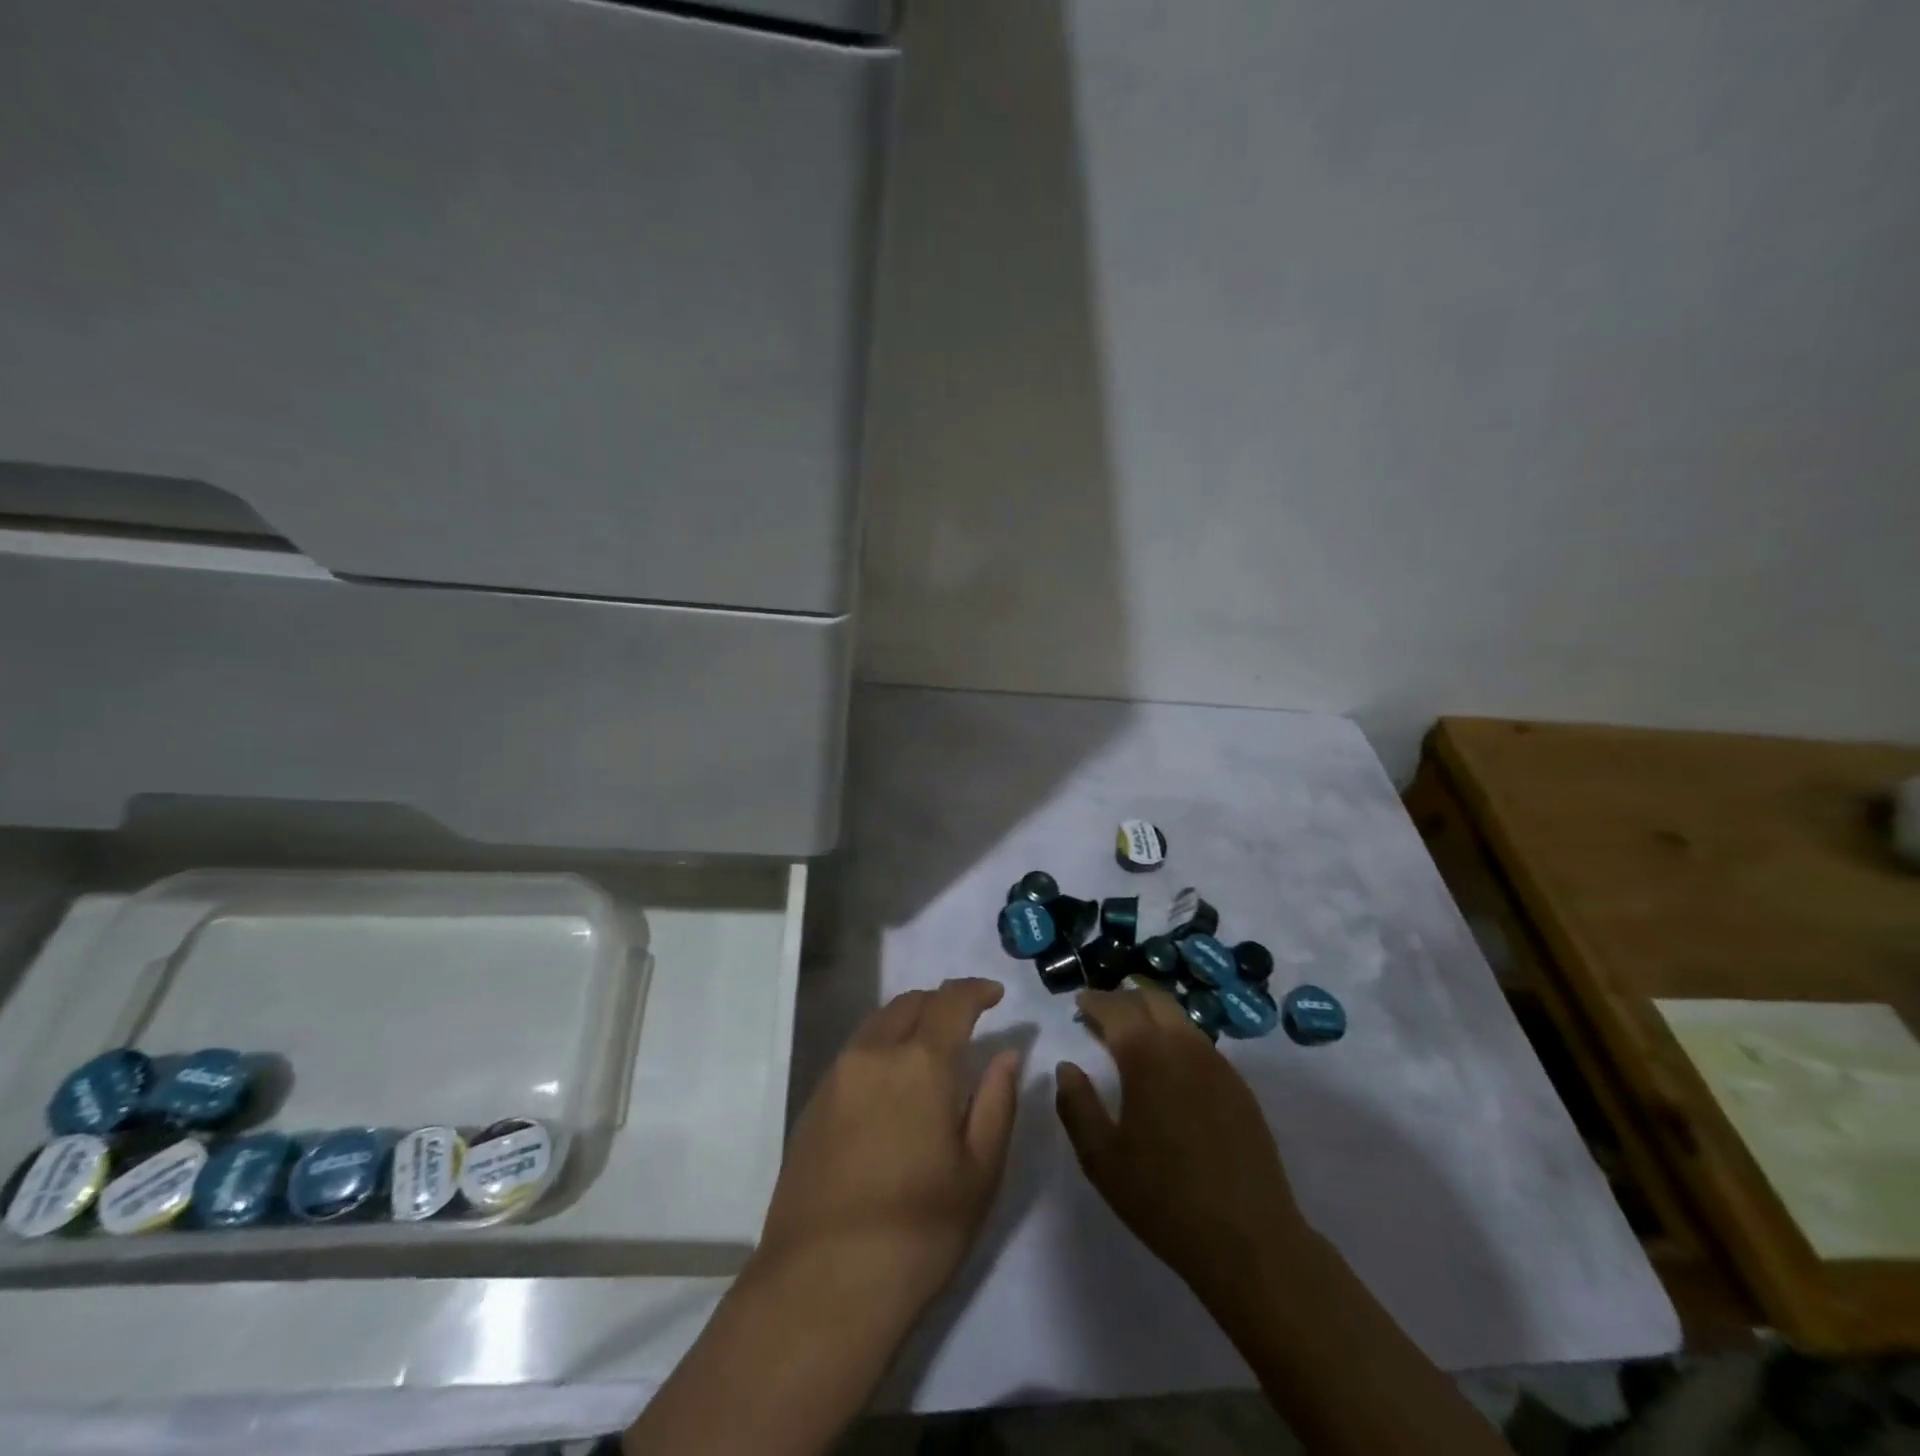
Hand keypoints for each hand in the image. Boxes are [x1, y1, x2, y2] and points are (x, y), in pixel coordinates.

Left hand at [754, 977, 1020, 1329]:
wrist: (822, 1285)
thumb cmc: (918, 1231)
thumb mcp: (978, 1171)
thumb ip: (996, 1102)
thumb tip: (1006, 1055)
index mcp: (919, 1062)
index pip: (950, 1001)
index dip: (976, 990)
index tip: (996, 995)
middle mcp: (872, 1054)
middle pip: (908, 1003)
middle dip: (940, 1002)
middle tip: (965, 1022)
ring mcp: (836, 1077)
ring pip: (876, 1024)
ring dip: (908, 1021)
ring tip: (929, 1050)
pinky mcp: (812, 1104)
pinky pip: (854, 1053)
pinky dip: (880, 1048)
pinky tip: (891, 1086)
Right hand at [1054, 986, 1313, 1309]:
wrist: (1250, 1240)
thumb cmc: (1165, 1199)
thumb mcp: (1102, 1159)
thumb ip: (1077, 1106)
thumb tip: (1067, 1068)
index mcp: (1147, 1056)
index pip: (1116, 1009)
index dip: (1094, 1001)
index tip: (1079, 1002)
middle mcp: (1184, 1046)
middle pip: (1152, 999)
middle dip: (1123, 999)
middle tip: (1101, 1014)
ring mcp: (1217, 1064)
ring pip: (1179, 1017)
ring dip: (1151, 1015)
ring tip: (1131, 1036)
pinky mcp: (1239, 1086)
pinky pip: (1200, 1043)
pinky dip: (1175, 1037)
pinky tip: (1167, 1067)